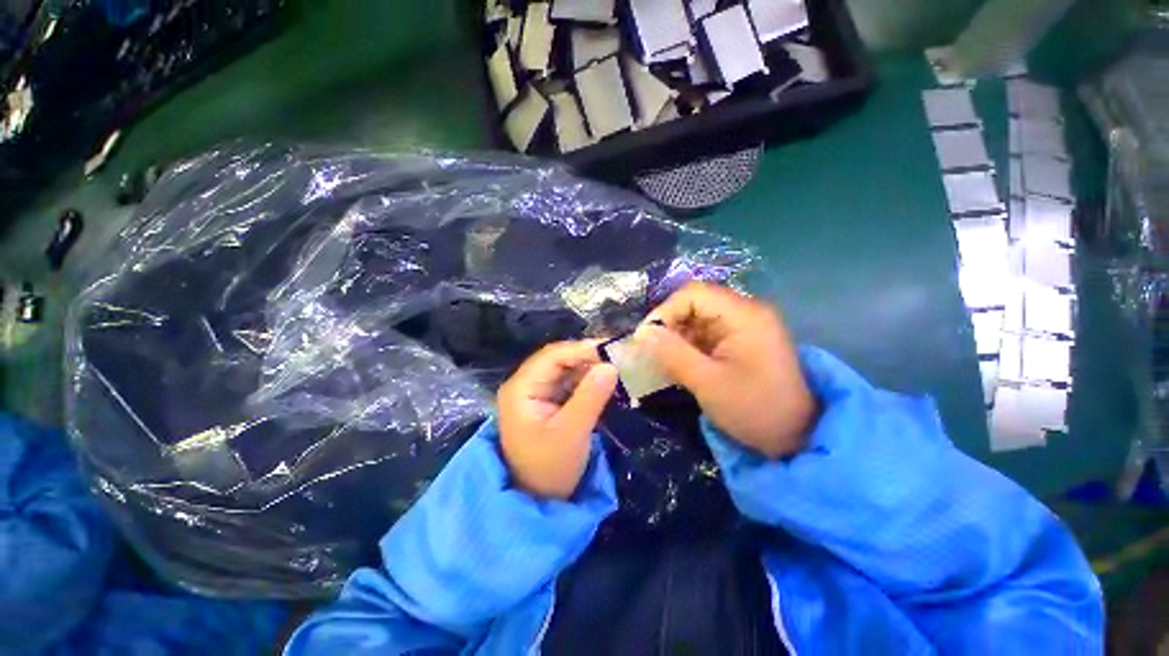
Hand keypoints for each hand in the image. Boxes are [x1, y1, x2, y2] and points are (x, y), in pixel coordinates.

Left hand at [498, 342, 618, 499]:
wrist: (536, 500)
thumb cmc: (549, 469)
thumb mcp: (571, 434)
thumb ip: (590, 398)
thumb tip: (611, 366)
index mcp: (521, 388)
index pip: (552, 356)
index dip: (582, 349)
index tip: (612, 351)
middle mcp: (525, 384)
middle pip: (559, 359)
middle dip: (588, 358)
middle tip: (619, 359)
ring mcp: (536, 392)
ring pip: (565, 369)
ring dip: (589, 368)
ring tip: (616, 370)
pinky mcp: (547, 401)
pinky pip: (569, 382)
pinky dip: (587, 381)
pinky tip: (605, 384)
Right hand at [635, 282, 815, 458]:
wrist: (798, 436)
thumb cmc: (755, 409)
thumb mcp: (708, 383)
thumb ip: (672, 354)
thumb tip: (641, 333)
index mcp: (744, 315)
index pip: (693, 294)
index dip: (665, 311)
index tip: (646, 339)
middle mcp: (745, 312)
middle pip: (694, 305)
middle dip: (669, 327)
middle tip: (652, 353)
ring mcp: (743, 326)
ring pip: (697, 320)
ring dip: (676, 339)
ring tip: (663, 363)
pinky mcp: (739, 341)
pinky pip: (705, 334)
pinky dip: (688, 347)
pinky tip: (680, 366)